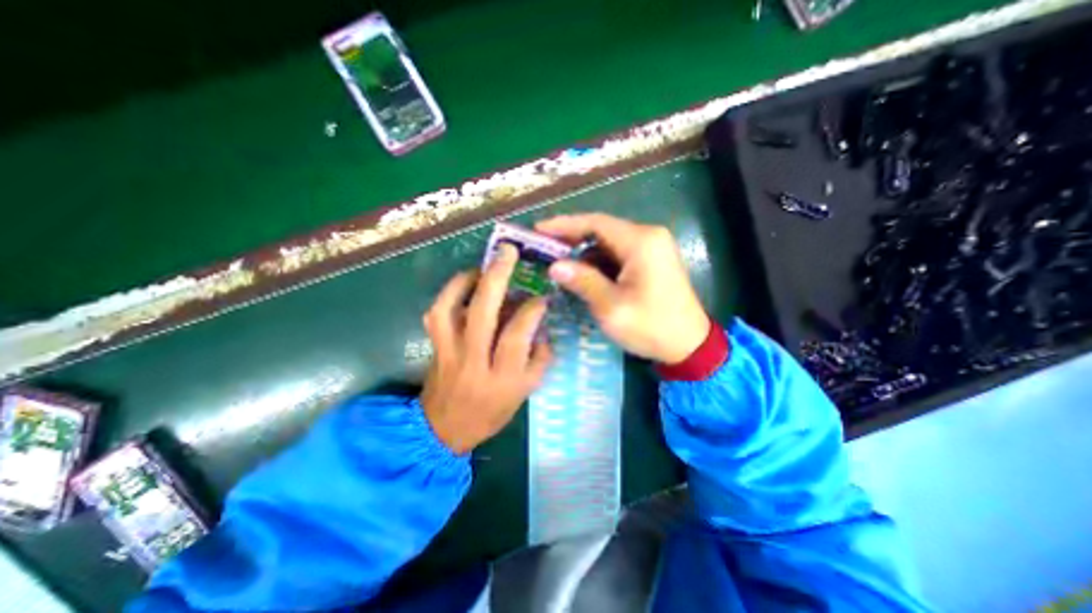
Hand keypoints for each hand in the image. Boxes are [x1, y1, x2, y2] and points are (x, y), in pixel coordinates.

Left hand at [418, 245, 556, 453]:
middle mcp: (473, 361)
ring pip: (450, 309)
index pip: (517, 335)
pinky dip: (448, 293)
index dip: (531, 309)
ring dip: (466, 280)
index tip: (541, 297)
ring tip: (482, 267)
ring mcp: (448, 353)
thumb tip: (542, 327)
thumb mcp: (525, 393)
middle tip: (508, 252)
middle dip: (497, 276)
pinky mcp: (433, 347)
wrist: (443, 430)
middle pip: (482, 313)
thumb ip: (539, 359)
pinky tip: (463, 284)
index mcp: (501, 378)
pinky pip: (435, 314)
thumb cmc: (490, 413)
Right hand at [536, 213, 707, 363]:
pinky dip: (598, 260)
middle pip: (602, 229)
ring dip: (584, 251)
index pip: (595, 223)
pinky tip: (582, 271)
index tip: (538, 229)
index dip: (564, 224)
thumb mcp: (611, 307)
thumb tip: (555, 266)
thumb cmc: (651, 326)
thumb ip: (583, 281)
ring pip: (609, 241)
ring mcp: (652, 247)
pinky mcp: (652, 260)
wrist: (689, 345)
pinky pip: (618, 253)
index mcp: (641, 242)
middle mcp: (648, 236)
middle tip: (543, 248)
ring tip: (557, 261)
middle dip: (571, 238)